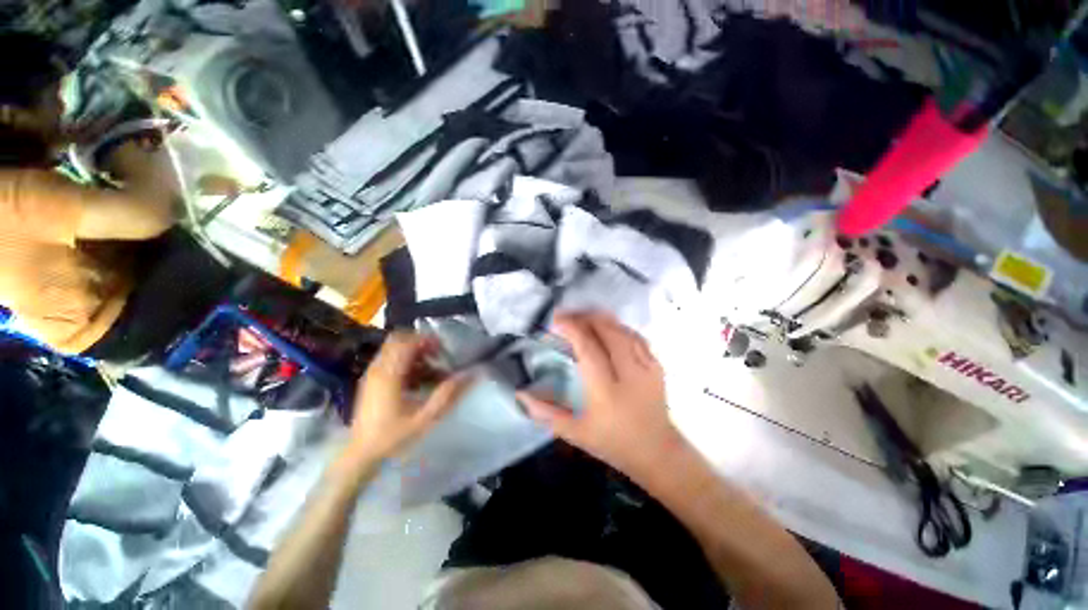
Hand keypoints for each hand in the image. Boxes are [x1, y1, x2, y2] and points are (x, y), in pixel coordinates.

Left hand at [344, 332, 472, 466]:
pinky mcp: (372, 382)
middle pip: (398, 341)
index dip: (426, 341)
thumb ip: (448, 393)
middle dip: (420, 344)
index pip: (406, 342)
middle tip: (438, 356)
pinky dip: (407, 364)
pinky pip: (391, 362)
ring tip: (433, 372)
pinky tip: (420, 382)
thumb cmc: (393, 436)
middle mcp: (378, 369)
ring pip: (394, 351)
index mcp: (389, 375)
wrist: (360, 455)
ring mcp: (372, 375)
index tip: (444, 350)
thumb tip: (470, 374)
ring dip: (415, 355)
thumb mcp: (425, 417)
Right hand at [517, 312, 683, 476]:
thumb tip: (520, 394)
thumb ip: (546, 413)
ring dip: (601, 319)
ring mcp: (646, 368)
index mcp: (606, 391)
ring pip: (622, 330)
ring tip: (583, 316)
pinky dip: (619, 326)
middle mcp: (628, 374)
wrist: (657, 453)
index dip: (571, 328)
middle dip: (585, 317)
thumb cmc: (613, 444)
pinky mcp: (656, 365)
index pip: (588, 348)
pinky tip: (607, 326)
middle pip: (607, 331)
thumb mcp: (576, 433)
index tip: (555, 319)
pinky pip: (636, 337)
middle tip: (567, 315)